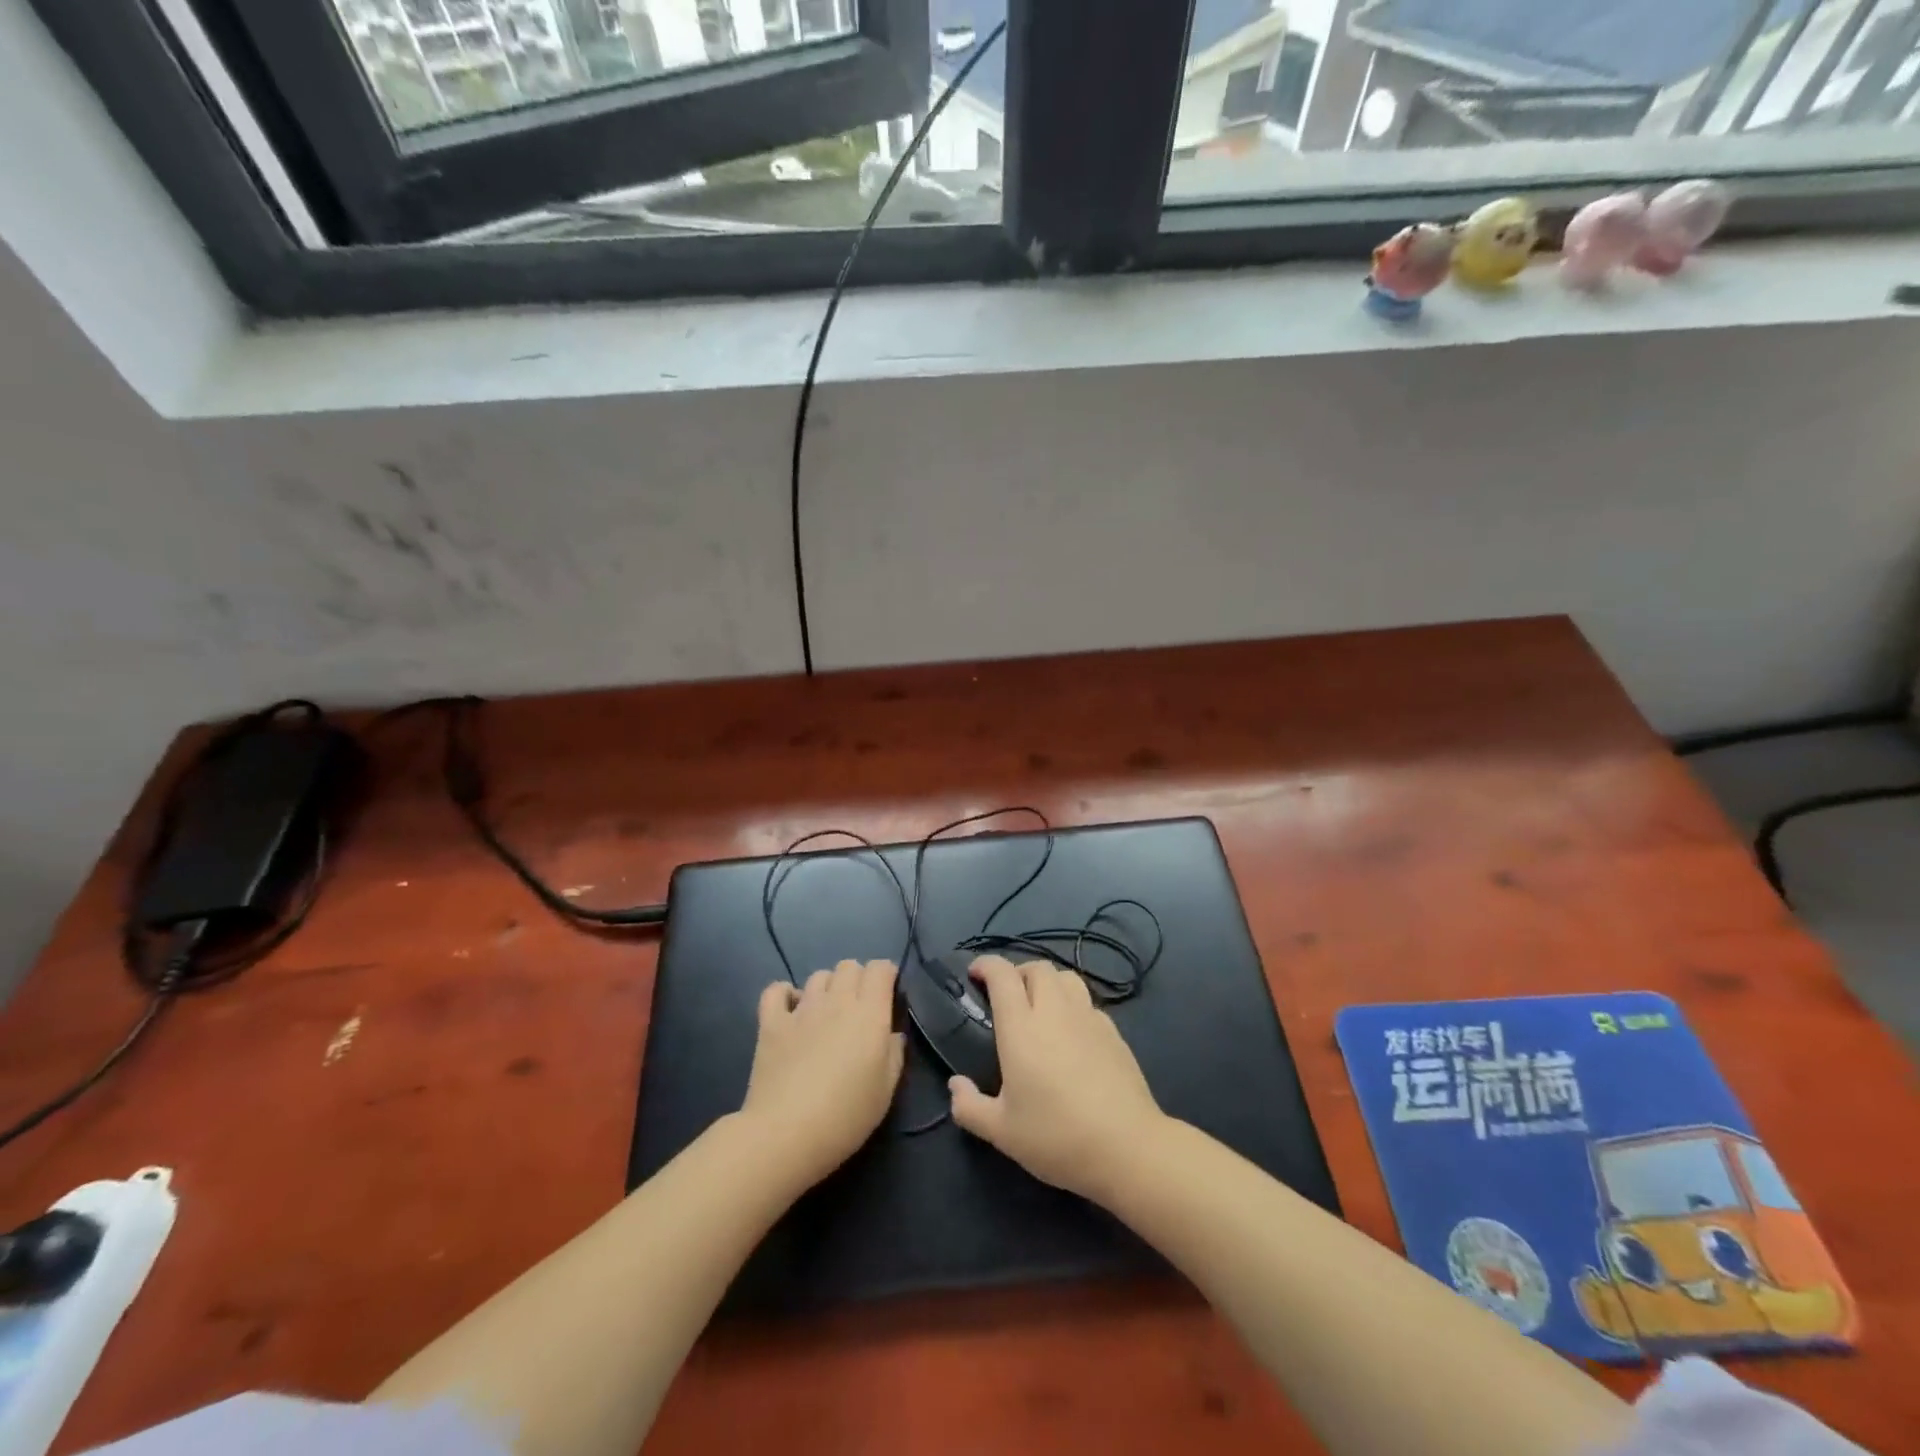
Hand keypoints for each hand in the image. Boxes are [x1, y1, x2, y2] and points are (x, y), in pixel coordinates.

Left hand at [740, 959, 904, 1189]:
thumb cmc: (846, 1115)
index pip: (881, 969)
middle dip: (858, 979)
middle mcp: (837, 1001)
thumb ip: (894, 1053)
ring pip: (819, 976)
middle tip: (859, 1008)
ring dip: (828, 987)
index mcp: (869, 1013)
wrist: (786, 1134)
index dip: (887, 976)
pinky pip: (776, 990)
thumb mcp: (886, 1090)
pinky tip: (790, 1011)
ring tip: (827, 1013)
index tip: (888, 996)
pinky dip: (785, 994)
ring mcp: (801, 1009)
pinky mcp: (771, 1022)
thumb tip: (891, 1034)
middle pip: (849, 966)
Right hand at [948, 955, 1166, 1202]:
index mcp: (1022, 1027)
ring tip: (1039, 1005)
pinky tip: (1071, 1033)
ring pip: (1066, 978)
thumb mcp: (1001, 1132)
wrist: (1127, 1148)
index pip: (1002, 974)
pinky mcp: (1113, 1033)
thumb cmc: (1056, 1137)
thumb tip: (955, 1086)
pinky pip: (1087, 1003)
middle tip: (1006, 996)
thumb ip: (970, 1107)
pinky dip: (1072, 1004)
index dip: (986, 965)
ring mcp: (1089, 1018)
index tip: (975, 973)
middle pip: (1037, 968)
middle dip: (1017, 972)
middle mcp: (1055, 1011)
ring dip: (1048, 982)